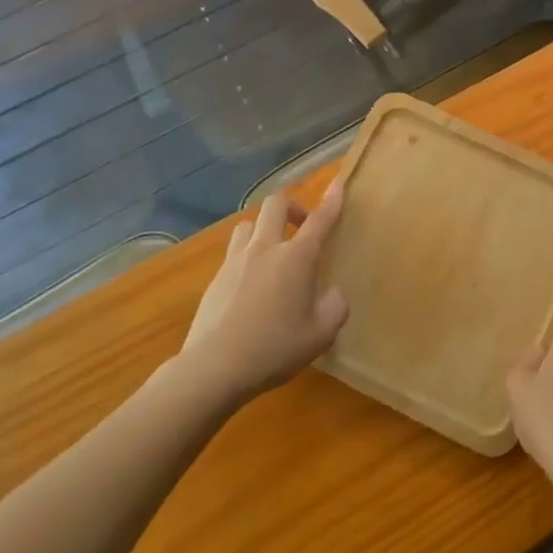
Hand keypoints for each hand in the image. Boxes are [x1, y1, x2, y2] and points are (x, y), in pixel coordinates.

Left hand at [182, 183, 348, 400]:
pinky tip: (250, 284)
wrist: (213, 368)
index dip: (332, 200)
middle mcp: (266, 249)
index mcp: (296, 258)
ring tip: (272, 251)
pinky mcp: (215, 279)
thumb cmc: (274, 348)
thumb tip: (333, 293)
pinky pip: (233, 252)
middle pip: (276, 204)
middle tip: (301, 226)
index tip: (338, 183)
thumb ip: (335, 307)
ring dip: (264, 229)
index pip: (320, 219)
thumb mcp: (321, 334)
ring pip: (249, 224)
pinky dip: (246, 256)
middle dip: (293, 206)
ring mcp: (235, 261)